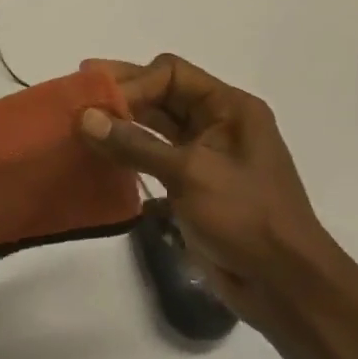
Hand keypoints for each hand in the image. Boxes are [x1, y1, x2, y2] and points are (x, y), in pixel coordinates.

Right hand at [77, 55, 349, 333]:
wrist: (282, 284)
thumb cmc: (245, 217)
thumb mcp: (189, 174)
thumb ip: (135, 145)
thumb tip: (85, 118)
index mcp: (229, 109)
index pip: (171, 74)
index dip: (132, 82)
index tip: (97, 104)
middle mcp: (217, 124)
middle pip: (161, 94)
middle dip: (120, 94)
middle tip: (75, 90)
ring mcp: (203, 155)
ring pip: (153, 126)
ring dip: (119, 123)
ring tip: (78, 123)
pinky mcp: (190, 185)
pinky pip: (151, 157)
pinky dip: (126, 153)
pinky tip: (97, 156)